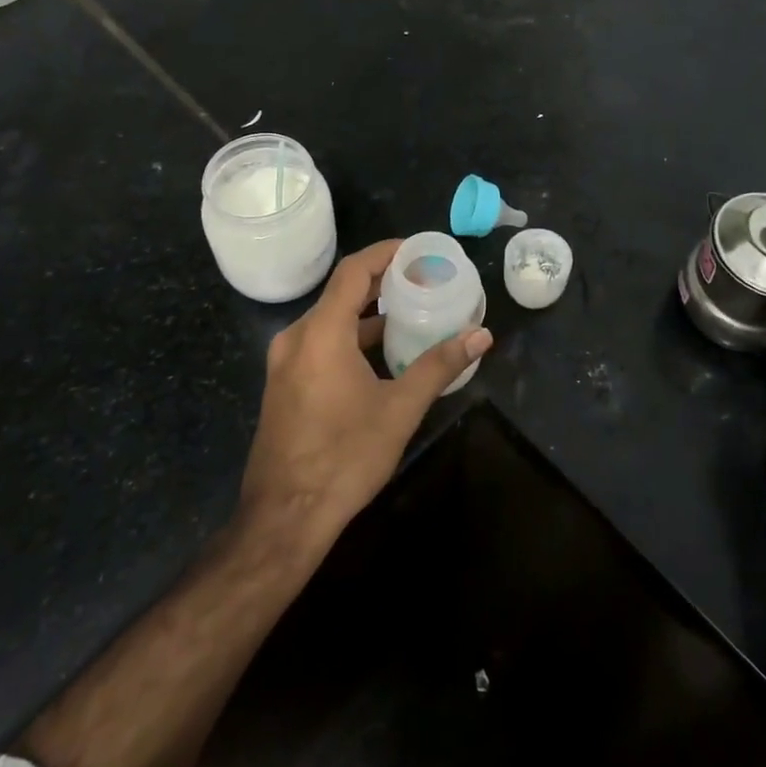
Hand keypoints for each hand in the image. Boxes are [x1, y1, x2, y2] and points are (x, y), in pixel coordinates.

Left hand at [239, 240, 492, 547]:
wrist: (284, 517)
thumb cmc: (344, 457)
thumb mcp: (399, 409)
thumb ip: (439, 365)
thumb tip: (481, 335)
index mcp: (321, 333)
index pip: (353, 271)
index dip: (385, 253)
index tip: (418, 249)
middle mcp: (297, 338)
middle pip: (341, 292)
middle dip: (382, 282)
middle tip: (424, 279)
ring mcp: (285, 362)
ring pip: (330, 319)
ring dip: (368, 313)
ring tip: (410, 312)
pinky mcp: (284, 384)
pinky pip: (320, 342)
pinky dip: (351, 336)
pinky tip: (381, 353)